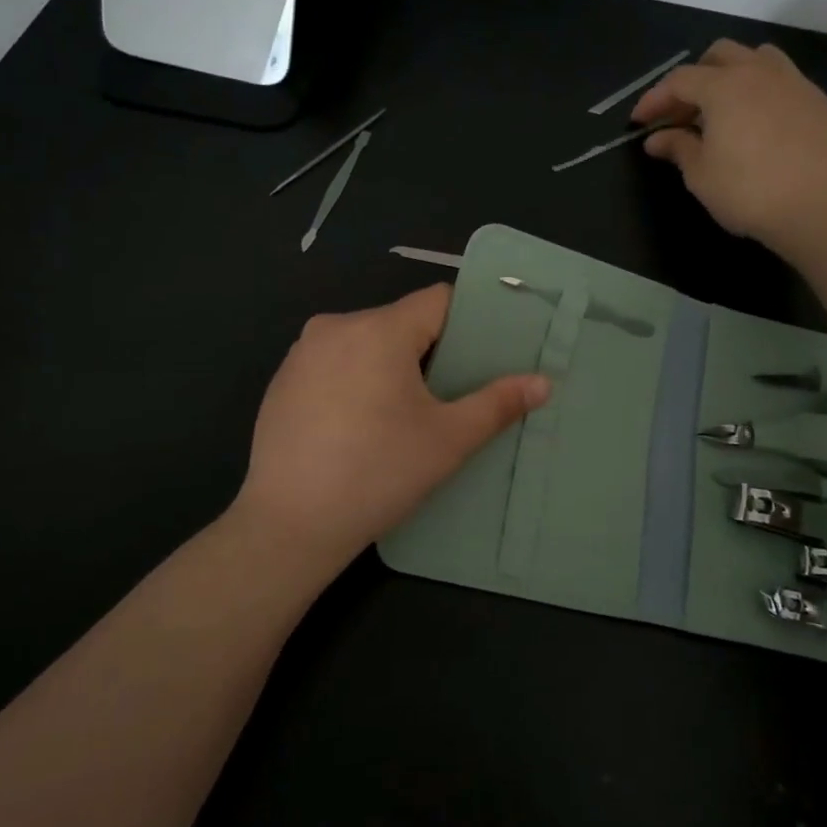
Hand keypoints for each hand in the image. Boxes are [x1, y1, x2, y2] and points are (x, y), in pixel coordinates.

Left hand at [232, 285, 549, 582]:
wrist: (290, 524)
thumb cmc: (378, 473)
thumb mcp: (448, 440)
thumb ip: (497, 403)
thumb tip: (543, 383)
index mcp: (378, 329)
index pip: (438, 301)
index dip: (468, 323)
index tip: (485, 355)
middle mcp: (335, 326)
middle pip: (401, 322)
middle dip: (431, 351)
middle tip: (452, 393)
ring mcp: (302, 353)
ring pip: (366, 343)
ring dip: (391, 366)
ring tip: (408, 413)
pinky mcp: (282, 381)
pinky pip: (334, 364)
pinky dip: (355, 380)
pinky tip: (360, 425)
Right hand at [632, 39, 826, 244]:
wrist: (818, 208)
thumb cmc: (747, 192)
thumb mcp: (700, 174)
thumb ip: (677, 148)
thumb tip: (656, 139)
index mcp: (723, 87)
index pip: (679, 80)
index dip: (654, 99)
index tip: (639, 122)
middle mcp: (758, 72)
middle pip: (719, 55)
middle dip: (694, 78)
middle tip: (682, 113)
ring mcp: (794, 82)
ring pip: (757, 57)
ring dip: (732, 74)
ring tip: (723, 108)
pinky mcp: (818, 101)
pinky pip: (783, 80)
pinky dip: (761, 92)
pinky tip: (758, 123)